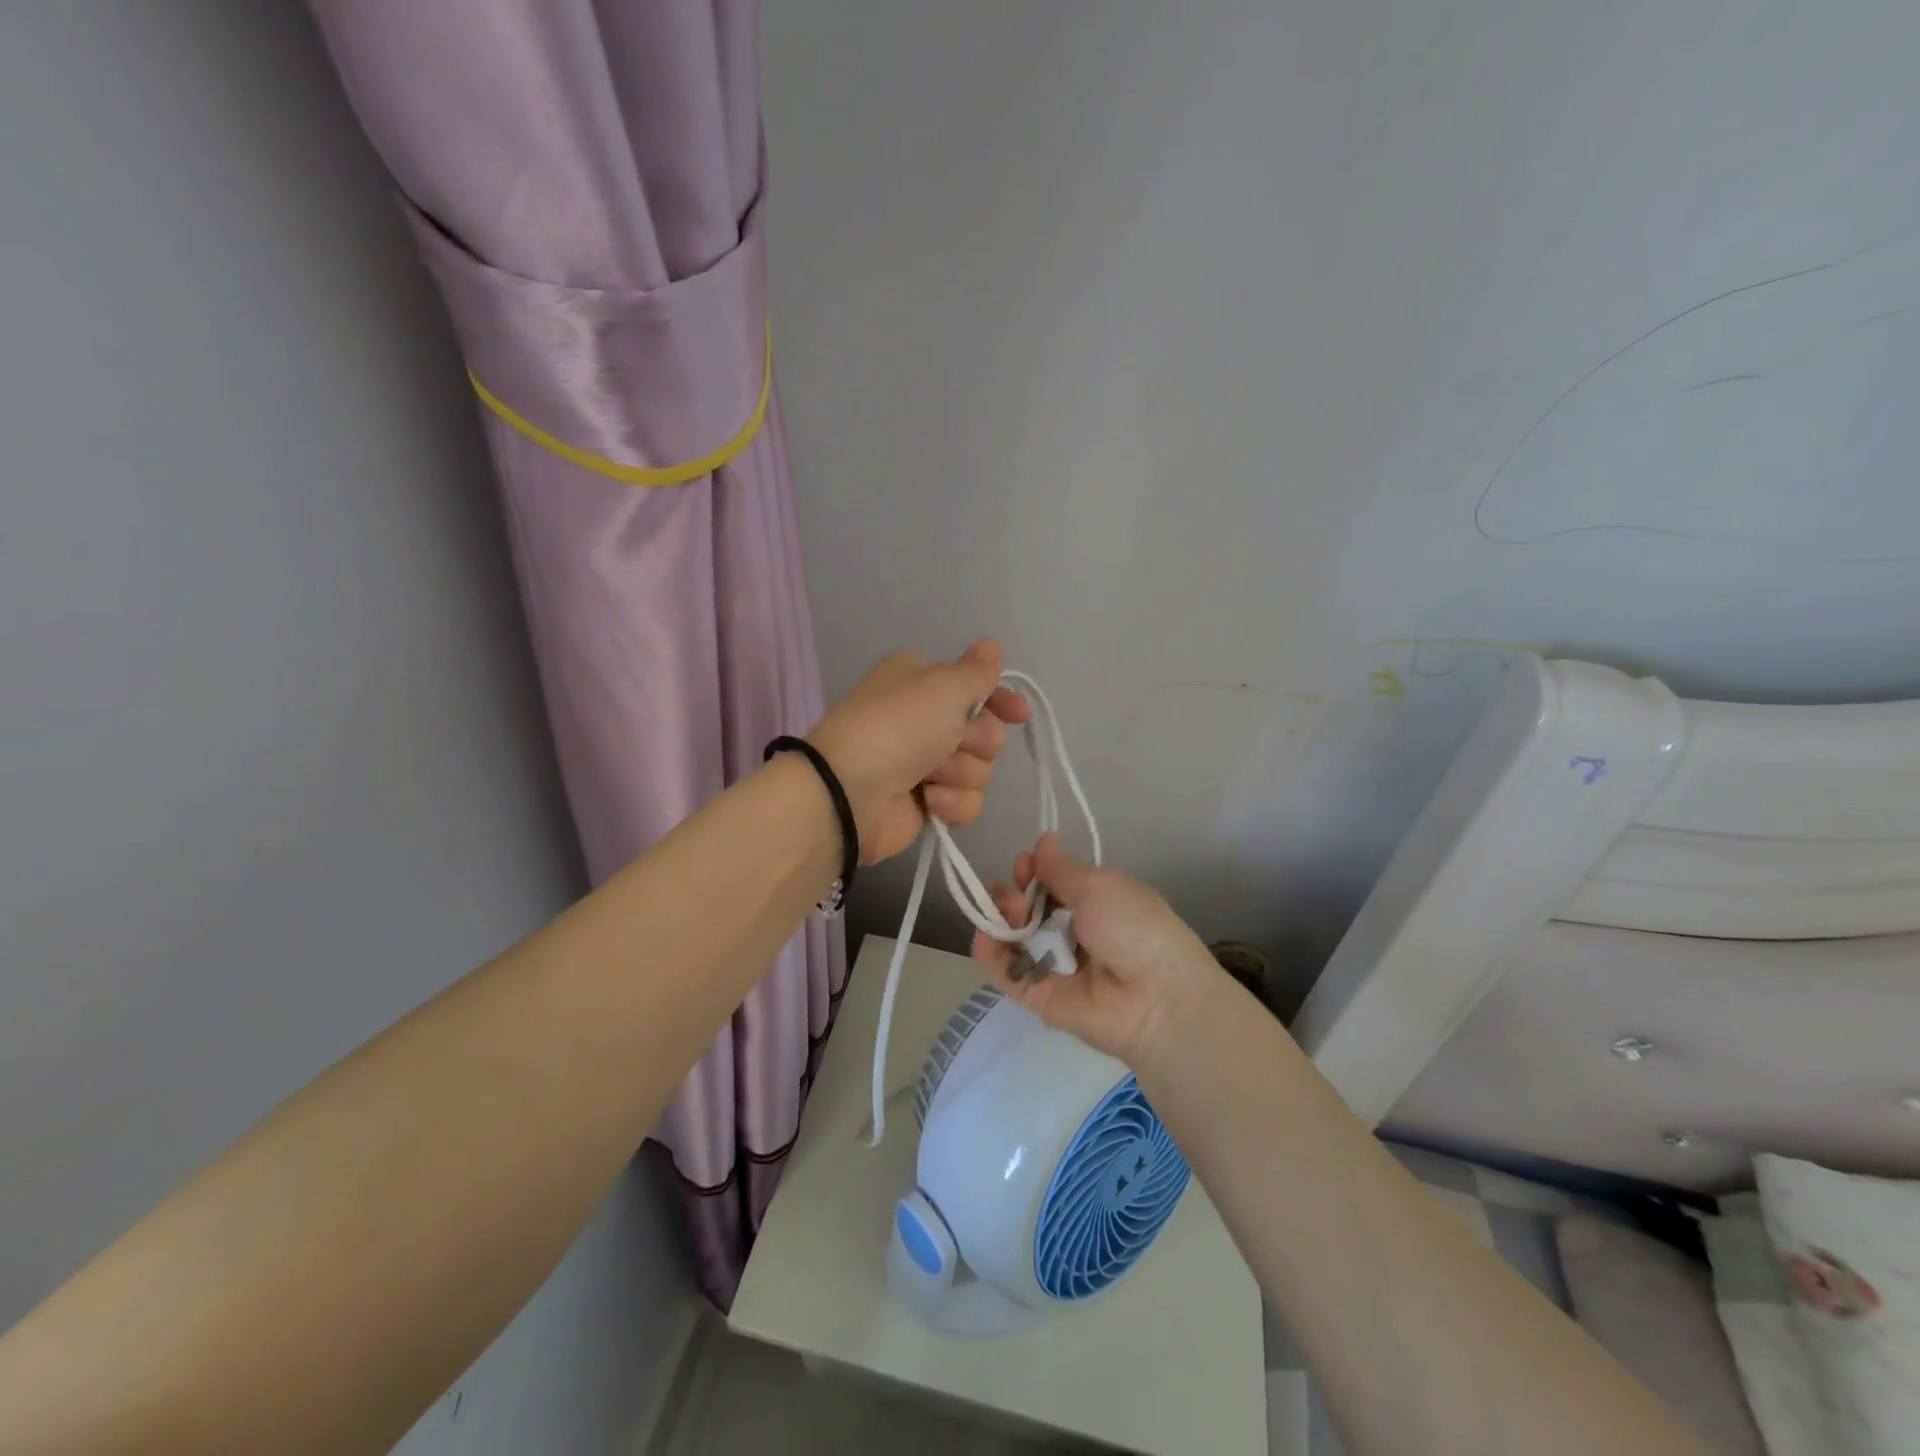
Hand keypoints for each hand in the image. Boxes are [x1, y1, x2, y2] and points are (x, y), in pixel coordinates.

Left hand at [808, 640, 1031, 863]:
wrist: (849, 793)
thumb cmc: (898, 727)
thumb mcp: (943, 686)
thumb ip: (976, 671)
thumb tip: (991, 645)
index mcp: (923, 681)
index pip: (978, 687)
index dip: (1001, 701)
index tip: (1017, 714)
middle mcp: (926, 718)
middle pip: (986, 732)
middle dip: (976, 741)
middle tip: (951, 743)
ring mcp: (926, 763)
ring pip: (979, 769)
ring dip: (960, 773)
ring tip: (929, 777)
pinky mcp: (927, 803)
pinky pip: (966, 802)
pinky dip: (952, 802)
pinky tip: (929, 801)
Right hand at [971, 833, 1221, 1068]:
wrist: (1156, 998)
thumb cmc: (1135, 928)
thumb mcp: (1100, 887)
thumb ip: (1061, 869)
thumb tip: (1044, 838)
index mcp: (1095, 904)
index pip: (1051, 884)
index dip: (1033, 871)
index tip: (1024, 863)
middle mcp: (1072, 934)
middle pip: (1028, 909)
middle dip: (1014, 894)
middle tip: (1015, 894)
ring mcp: (1053, 966)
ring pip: (1013, 937)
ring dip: (1002, 918)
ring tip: (1010, 912)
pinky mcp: (1037, 996)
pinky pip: (1006, 972)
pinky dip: (989, 954)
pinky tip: (984, 935)